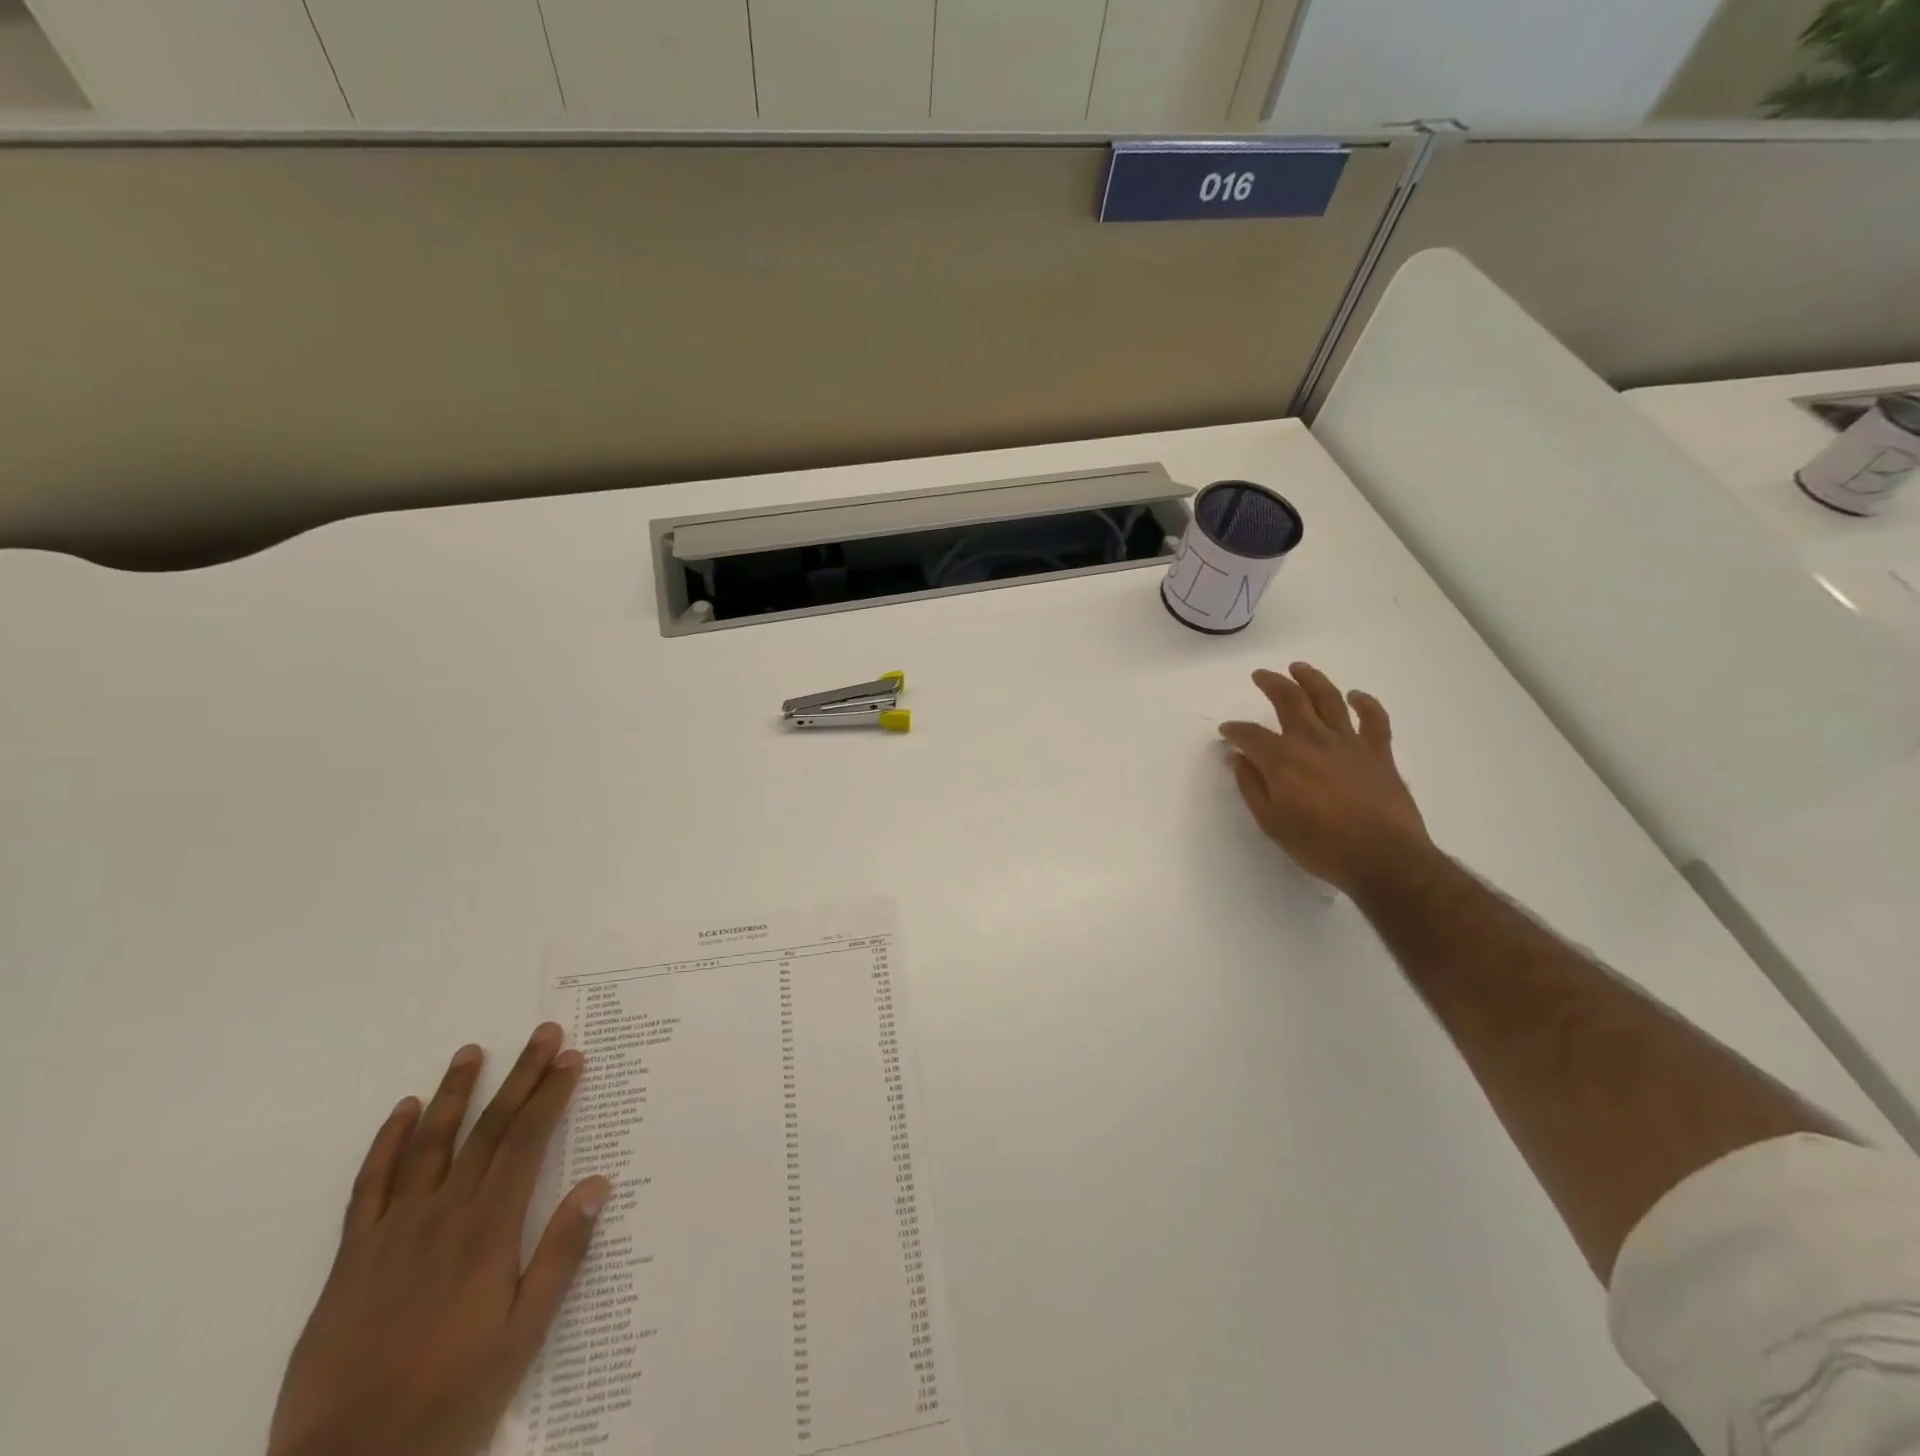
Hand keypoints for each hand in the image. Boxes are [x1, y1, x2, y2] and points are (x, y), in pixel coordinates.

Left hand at [267, 1024, 609, 1455]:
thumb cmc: (452, 1397)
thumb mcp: (524, 1335)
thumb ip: (561, 1255)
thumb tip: (598, 1184)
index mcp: (488, 1229)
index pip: (527, 1141)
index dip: (551, 1094)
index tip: (570, 1058)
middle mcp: (442, 1214)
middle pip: (488, 1129)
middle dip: (520, 1076)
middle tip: (542, 1034)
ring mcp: (392, 1232)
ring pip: (428, 1144)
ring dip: (454, 1093)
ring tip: (472, 1051)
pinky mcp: (351, 1258)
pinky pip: (369, 1186)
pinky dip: (386, 1143)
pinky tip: (401, 1113)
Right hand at [1219, 662, 1430, 895]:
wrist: (1384, 859)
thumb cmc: (1321, 845)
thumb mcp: (1272, 822)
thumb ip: (1252, 787)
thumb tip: (1237, 758)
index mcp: (1283, 760)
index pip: (1251, 735)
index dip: (1235, 730)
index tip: (1226, 732)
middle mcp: (1313, 741)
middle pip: (1289, 700)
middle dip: (1271, 684)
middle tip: (1261, 675)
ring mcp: (1349, 743)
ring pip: (1329, 699)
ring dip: (1312, 679)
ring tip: (1299, 668)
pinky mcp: (1379, 753)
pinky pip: (1374, 719)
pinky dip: (1365, 703)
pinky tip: (1356, 695)